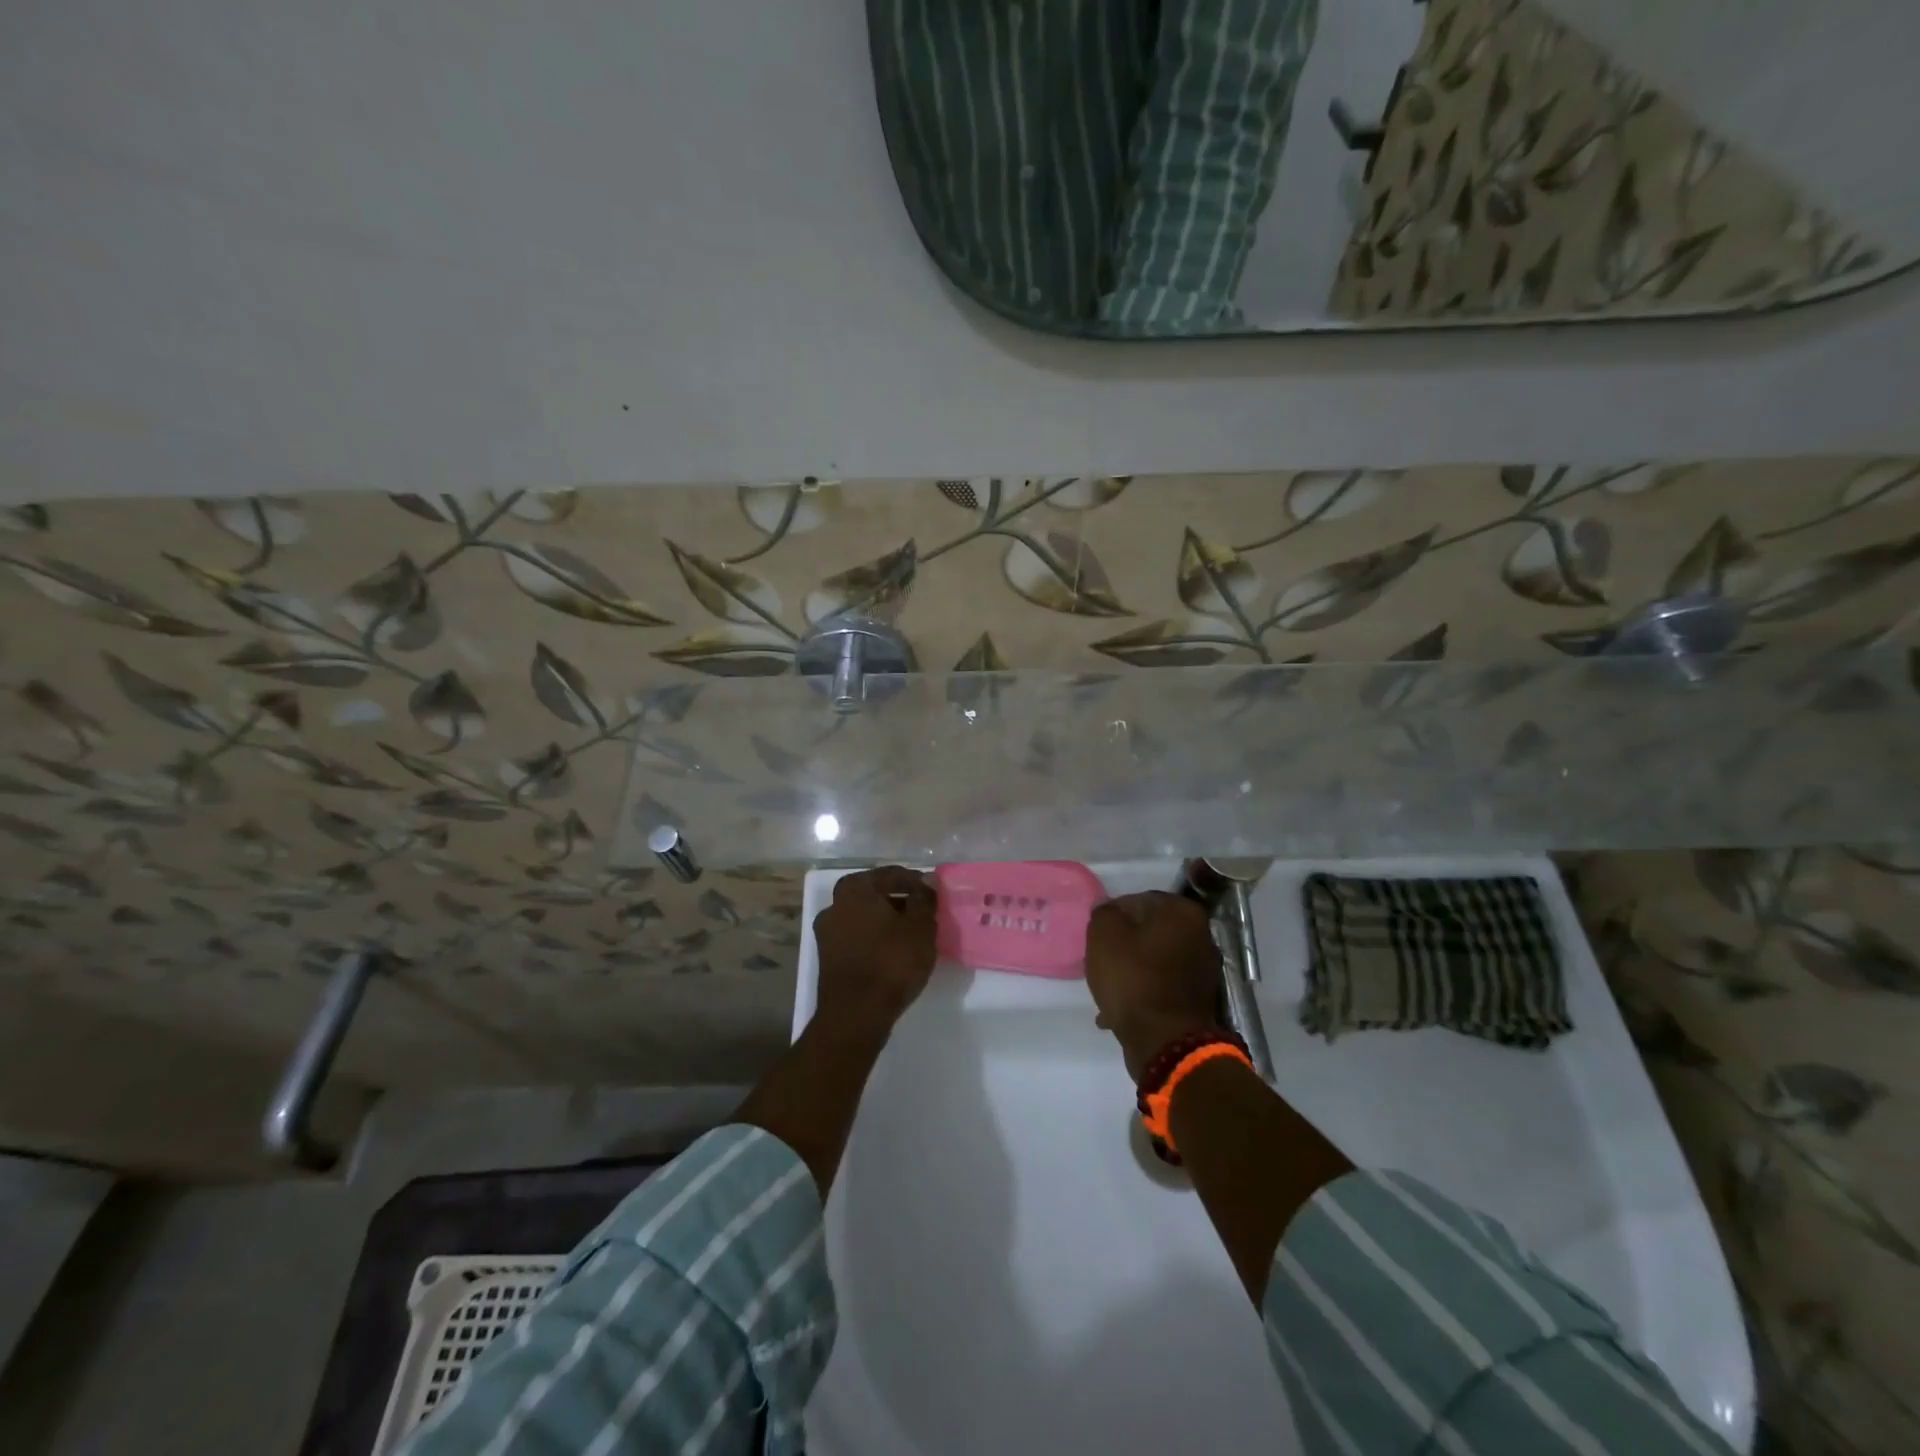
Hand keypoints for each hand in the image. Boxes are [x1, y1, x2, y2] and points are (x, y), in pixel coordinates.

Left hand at [812, 866, 937, 1039]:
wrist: (856, 1014)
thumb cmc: (891, 962)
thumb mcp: (920, 928)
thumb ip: (924, 899)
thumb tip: (927, 881)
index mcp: (855, 889)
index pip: (891, 875)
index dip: (915, 882)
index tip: (933, 893)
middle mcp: (835, 905)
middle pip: (874, 894)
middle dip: (898, 900)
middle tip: (923, 911)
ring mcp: (827, 932)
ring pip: (864, 917)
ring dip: (886, 920)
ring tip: (911, 933)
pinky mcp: (827, 958)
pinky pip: (857, 937)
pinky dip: (874, 938)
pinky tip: (893, 950)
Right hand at [1086, 891, 1223, 1078]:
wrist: (1165, 1042)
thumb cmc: (1133, 979)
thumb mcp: (1103, 935)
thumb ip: (1104, 913)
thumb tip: (1110, 911)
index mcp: (1182, 911)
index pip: (1137, 900)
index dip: (1112, 918)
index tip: (1098, 938)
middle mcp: (1201, 935)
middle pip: (1148, 931)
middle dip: (1124, 945)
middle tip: (1102, 961)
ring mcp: (1204, 969)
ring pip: (1154, 959)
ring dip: (1133, 970)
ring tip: (1110, 990)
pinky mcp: (1199, 999)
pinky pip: (1163, 985)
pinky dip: (1144, 992)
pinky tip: (1121, 1011)